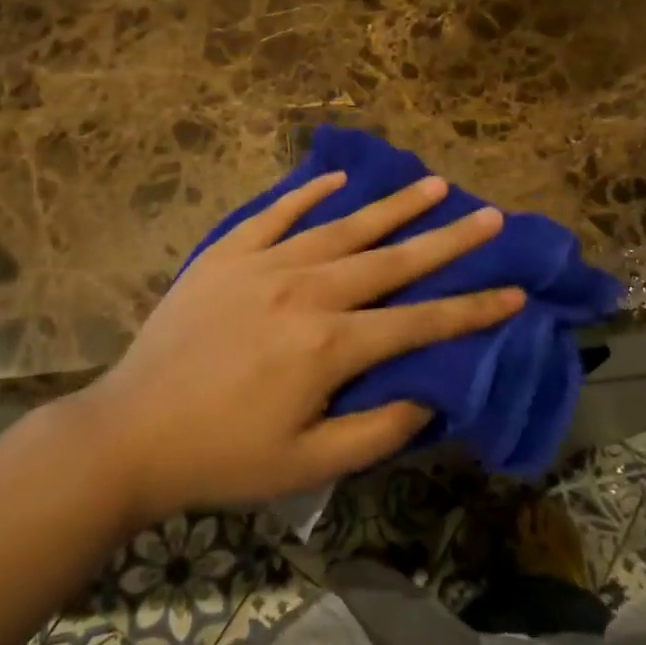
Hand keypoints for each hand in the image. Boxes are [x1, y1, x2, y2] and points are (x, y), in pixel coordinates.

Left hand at [76, 172, 523, 525]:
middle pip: (391, 260)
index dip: (472, 309)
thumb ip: (377, 430)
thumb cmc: (223, 456)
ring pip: (342, 226)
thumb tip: (429, 394)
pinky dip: (309, 193)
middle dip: (447, 240)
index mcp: (329, 345)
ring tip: (433, 183)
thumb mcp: (308, 465)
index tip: (514, 291)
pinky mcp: (228, 253)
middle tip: (490, 215)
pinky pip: (276, 213)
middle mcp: (306, 290)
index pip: (419, 322)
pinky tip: (337, 179)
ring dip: (392, 207)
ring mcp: (264, 263)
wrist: (131, 431)